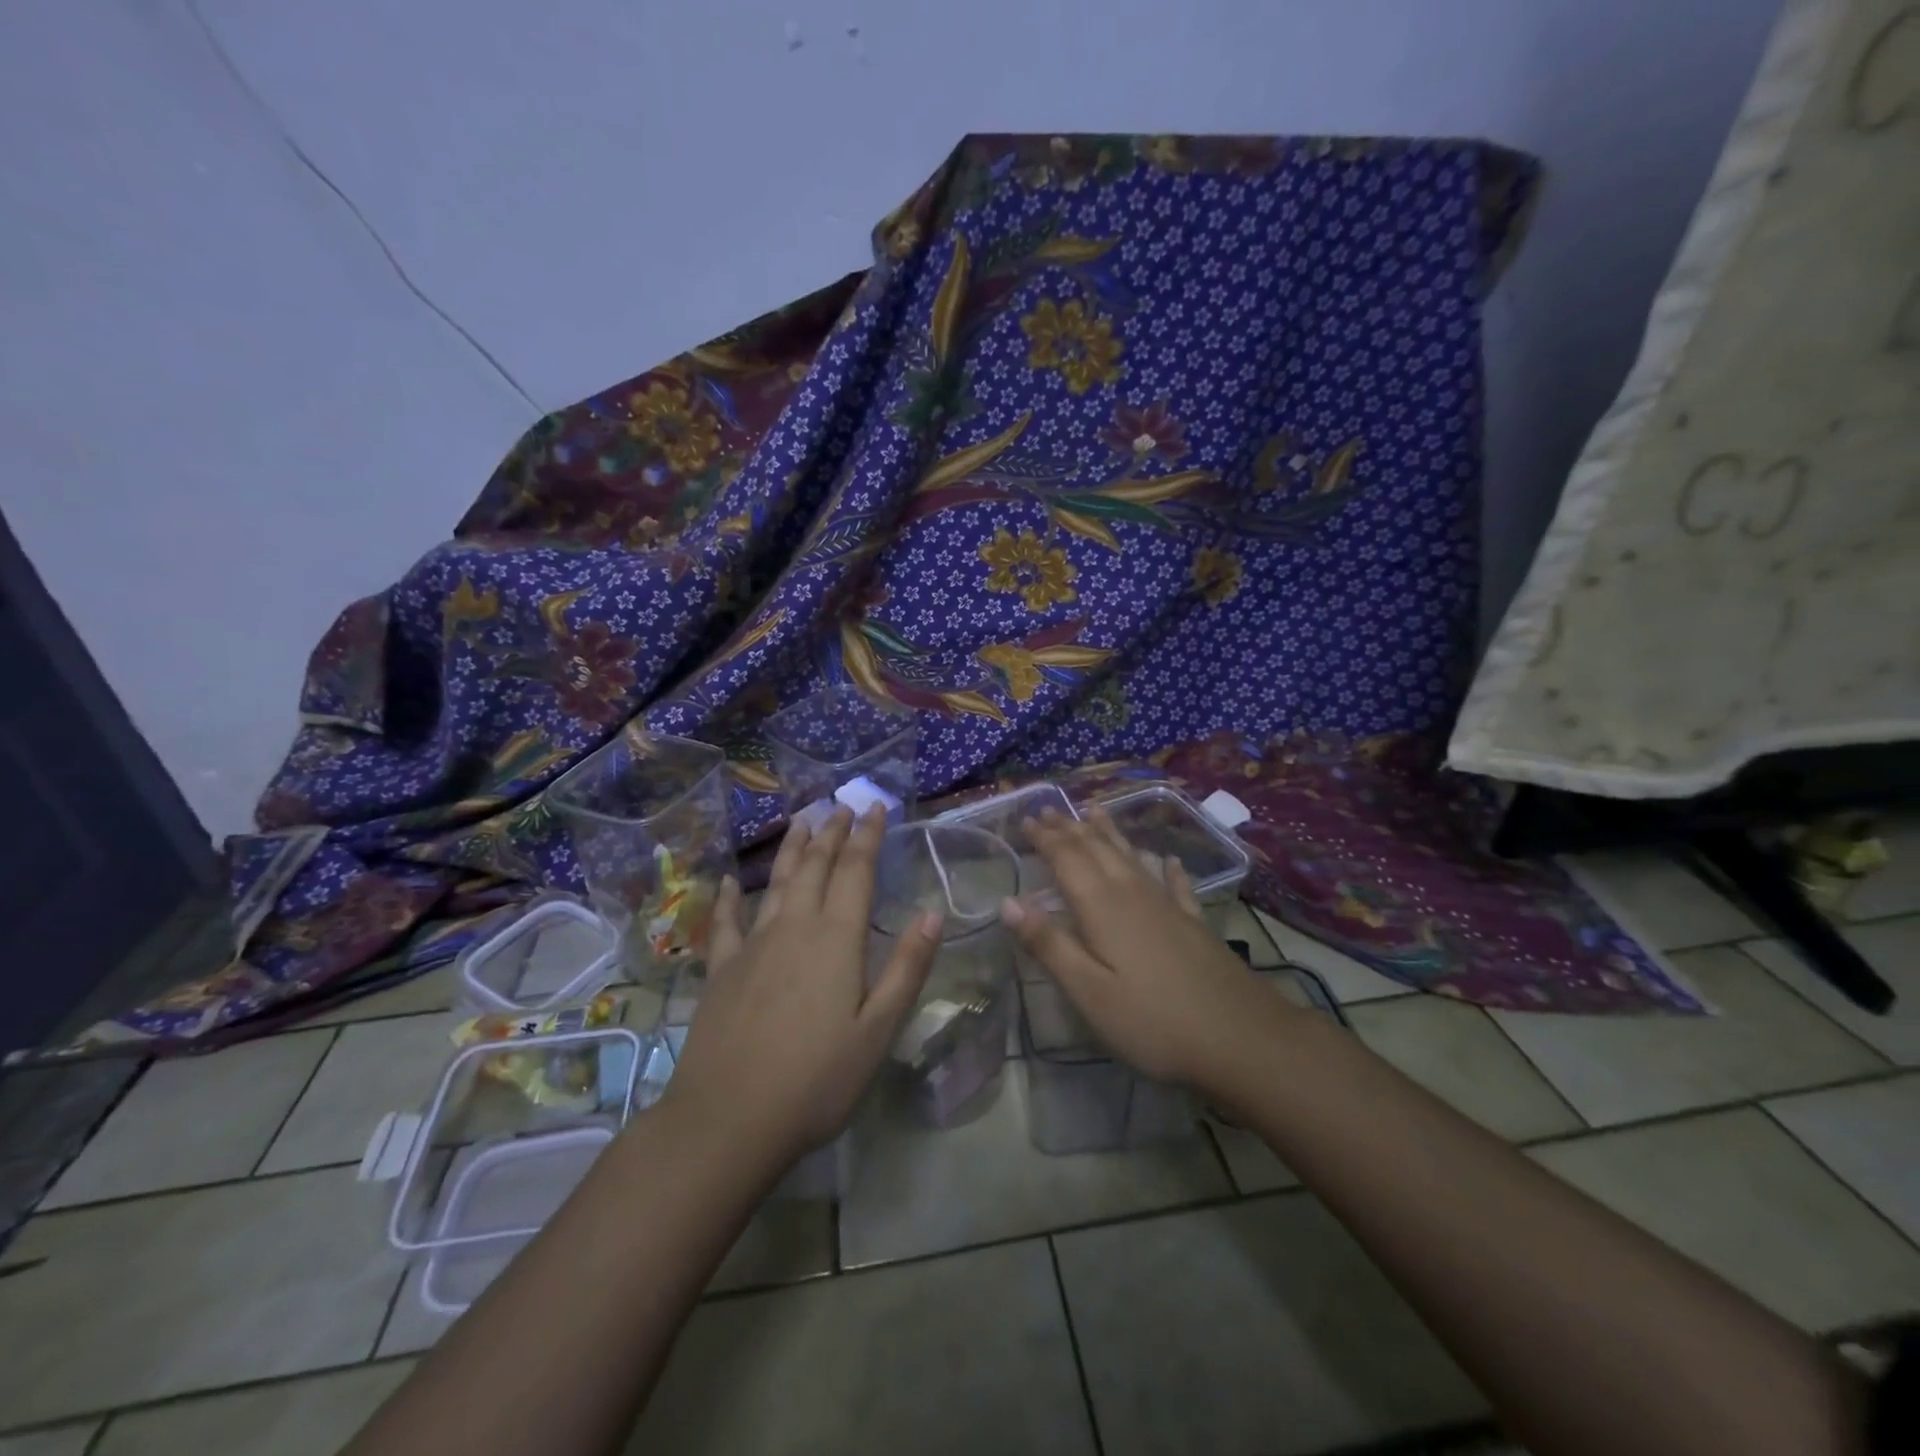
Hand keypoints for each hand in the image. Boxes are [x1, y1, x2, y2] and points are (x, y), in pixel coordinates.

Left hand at [659, 805, 940, 1170]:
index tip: (875, 808)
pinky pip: (726, 922)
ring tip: (801, 821)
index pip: (855, 872)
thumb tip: (932, 914)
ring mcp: (752, 946)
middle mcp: (794, 928)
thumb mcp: (877, 1030)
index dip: (867, 837)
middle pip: (815, 867)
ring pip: (776, 883)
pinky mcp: (721, 970)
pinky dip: (730, 897)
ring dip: (791, 849)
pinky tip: (731, 880)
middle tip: (842, 806)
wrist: (728, 1119)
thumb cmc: (816, 1080)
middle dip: (831, 833)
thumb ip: (905, 968)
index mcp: (836, 939)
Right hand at [1000, 806, 1296, 1092]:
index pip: (1066, 860)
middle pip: (1096, 850)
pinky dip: (1166, 868)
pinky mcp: (1193, 924)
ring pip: (1131, 857)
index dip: (1045, 838)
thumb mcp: (1089, 991)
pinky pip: (1174, 884)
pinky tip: (1168, 860)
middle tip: (1049, 810)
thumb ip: (1049, 944)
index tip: (1026, 819)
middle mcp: (1133, 894)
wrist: (1241, 1037)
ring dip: (1109, 833)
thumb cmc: (1153, 1020)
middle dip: (1070, 828)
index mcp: (1102, 907)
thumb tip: (1008, 901)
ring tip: (1094, 811)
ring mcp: (1167, 906)